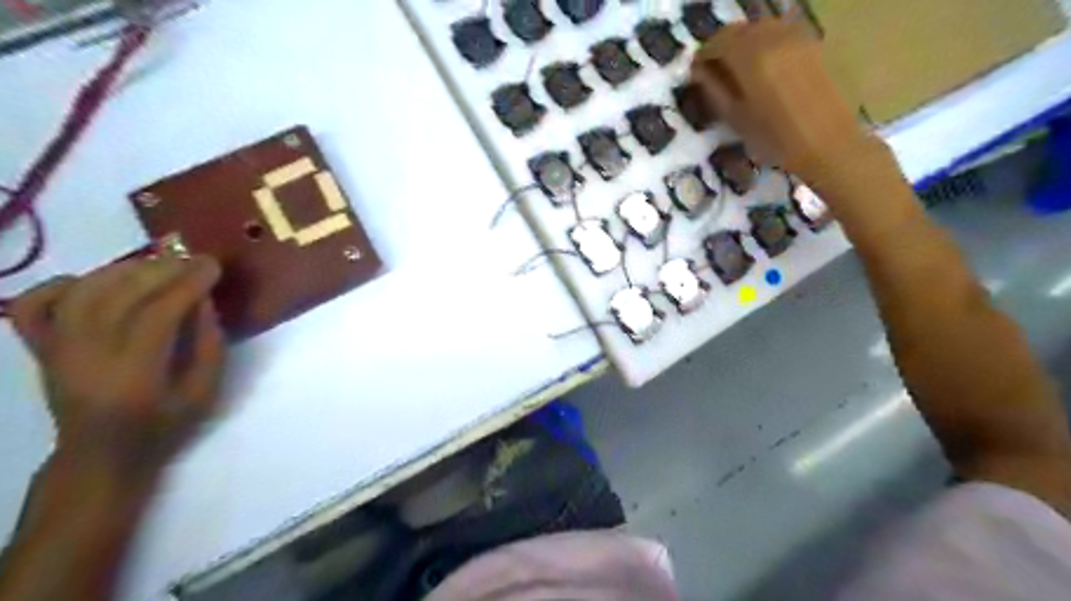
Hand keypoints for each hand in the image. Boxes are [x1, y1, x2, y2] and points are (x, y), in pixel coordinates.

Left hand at [6, 255, 223, 481]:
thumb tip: (203, 300)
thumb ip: (209, 345)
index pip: (157, 315)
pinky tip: (96, 280)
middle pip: (118, 297)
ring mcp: (56, 351)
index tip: (213, 266)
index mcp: (133, 376)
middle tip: (192, 259)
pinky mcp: (40, 349)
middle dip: (162, 270)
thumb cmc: (163, 426)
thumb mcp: (205, 392)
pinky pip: (35, 305)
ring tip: (157, 262)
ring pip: (82, 294)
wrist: (100, 455)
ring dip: (123, 269)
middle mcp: (86, 358)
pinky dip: (62, 284)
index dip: (187, 285)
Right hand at [691, 19, 882, 182]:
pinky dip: (766, 45)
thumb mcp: (735, 119)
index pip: (717, 42)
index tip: (696, 73)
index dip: (703, 56)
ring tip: (740, 70)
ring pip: (762, 28)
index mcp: (751, 56)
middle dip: (723, 47)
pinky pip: (782, 34)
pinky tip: (766, 69)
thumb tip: (698, 71)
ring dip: (745, 44)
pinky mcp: (814, 44)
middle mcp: (774, 37)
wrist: (828, 144)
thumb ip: (713, 90)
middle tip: (715, 72)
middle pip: (740, 30)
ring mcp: (797, 37)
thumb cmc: (775, 139)